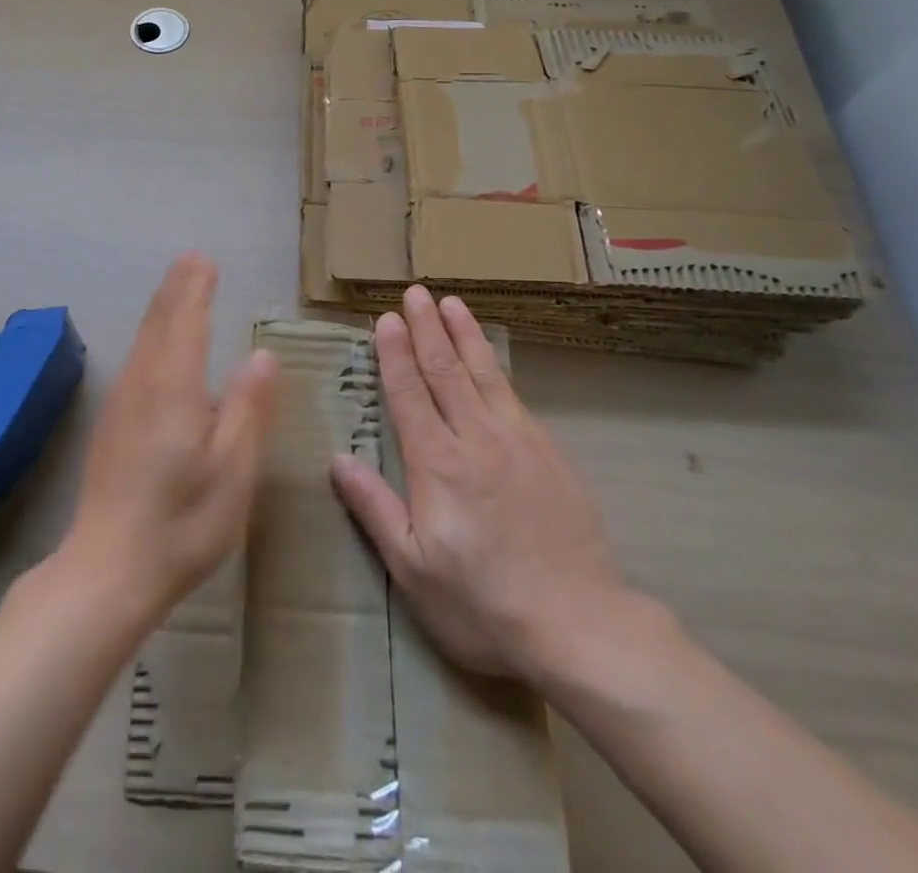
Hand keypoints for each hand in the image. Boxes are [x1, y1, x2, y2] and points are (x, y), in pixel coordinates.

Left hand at [59, 253, 277, 624]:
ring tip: (179, 289)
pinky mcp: (112, 424)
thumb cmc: (182, 523)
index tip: (205, 261)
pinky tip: (158, 346)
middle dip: (177, 289)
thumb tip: (262, 355)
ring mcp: (121, 403)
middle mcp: (142, 383)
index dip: (196, 289)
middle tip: (193, 261)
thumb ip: (249, 408)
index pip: (186, 321)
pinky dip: (152, 335)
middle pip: (159, 322)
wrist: (106, 571)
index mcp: (174, 387)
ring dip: (162, 308)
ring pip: (143, 340)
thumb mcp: (234, 470)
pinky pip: (136, 360)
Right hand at [331, 285, 648, 690]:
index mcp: (437, 464)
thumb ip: (374, 508)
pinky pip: (514, 395)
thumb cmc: (483, 603)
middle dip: (427, 328)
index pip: (409, 393)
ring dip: (464, 335)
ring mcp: (517, 441)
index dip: (395, 354)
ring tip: (452, 303)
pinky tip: (491, 358)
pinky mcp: (548, 452)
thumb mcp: (413, 568)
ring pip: (483, 374)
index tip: (386, 319)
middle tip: (415, 293)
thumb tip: (339, 459)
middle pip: (445, 371)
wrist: (579, 625)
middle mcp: (475, 439)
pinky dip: (496, 366)